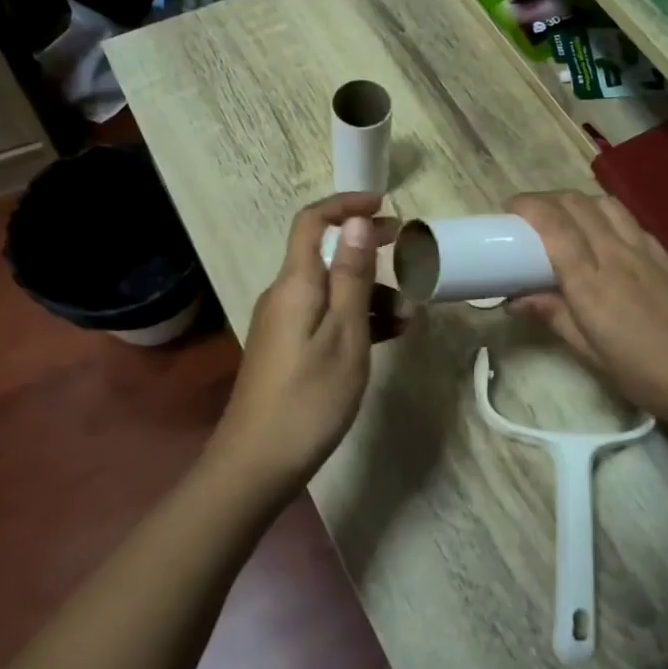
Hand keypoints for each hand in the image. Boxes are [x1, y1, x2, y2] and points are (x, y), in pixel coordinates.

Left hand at [210, 192, 395, 494]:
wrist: (257, 464)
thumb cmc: (309, 396)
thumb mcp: (344, 333)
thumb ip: (350, 276)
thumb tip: (354, 222)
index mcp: (295, 283)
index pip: (312, 222)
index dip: (345, 205)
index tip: (384, 206)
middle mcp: (285, 295)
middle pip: (325, 254)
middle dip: (367, 250)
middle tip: (408, 253)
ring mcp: (285, 324)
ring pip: (331, 291)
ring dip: (369, 294)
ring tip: (410, 317)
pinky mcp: (289, 349)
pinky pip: (326, 318)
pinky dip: (356, 318)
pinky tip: (388, 335)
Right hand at [506, 191, 667, 439]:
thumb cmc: (650, 376)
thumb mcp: (593, 356)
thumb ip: (556, 318)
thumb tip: (516, 298)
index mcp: (592, 284)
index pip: (555, 226)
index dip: (529, 207)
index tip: (509, 209)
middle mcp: (617, 255)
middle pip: (577, 204)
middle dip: (546, 199)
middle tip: (528, 215)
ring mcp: (646, 251)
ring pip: (605, 204)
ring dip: (578, 201)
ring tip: (564, 219)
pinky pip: (629, 220)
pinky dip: (606, 215)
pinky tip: (604, 237)